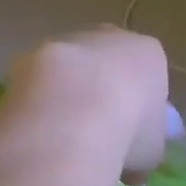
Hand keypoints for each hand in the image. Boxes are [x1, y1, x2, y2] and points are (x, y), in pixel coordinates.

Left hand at [5, 27, 169, 177]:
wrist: (73, 113)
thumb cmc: (129, 129)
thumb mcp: (153, 147)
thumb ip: (149, 139)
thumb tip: (142, 145)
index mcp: (147, 54)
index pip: (147, 74)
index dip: (139, 105)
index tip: (131, 135)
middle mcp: (110, 37)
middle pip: (109, 63)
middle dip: (102, 90)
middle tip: (95, 131)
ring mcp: (69, 41)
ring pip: (72, 67)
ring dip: (68, 92)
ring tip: (62, 135)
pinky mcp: (32, 54)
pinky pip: (40, 79)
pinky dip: (39, 99)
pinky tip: (38, 129)